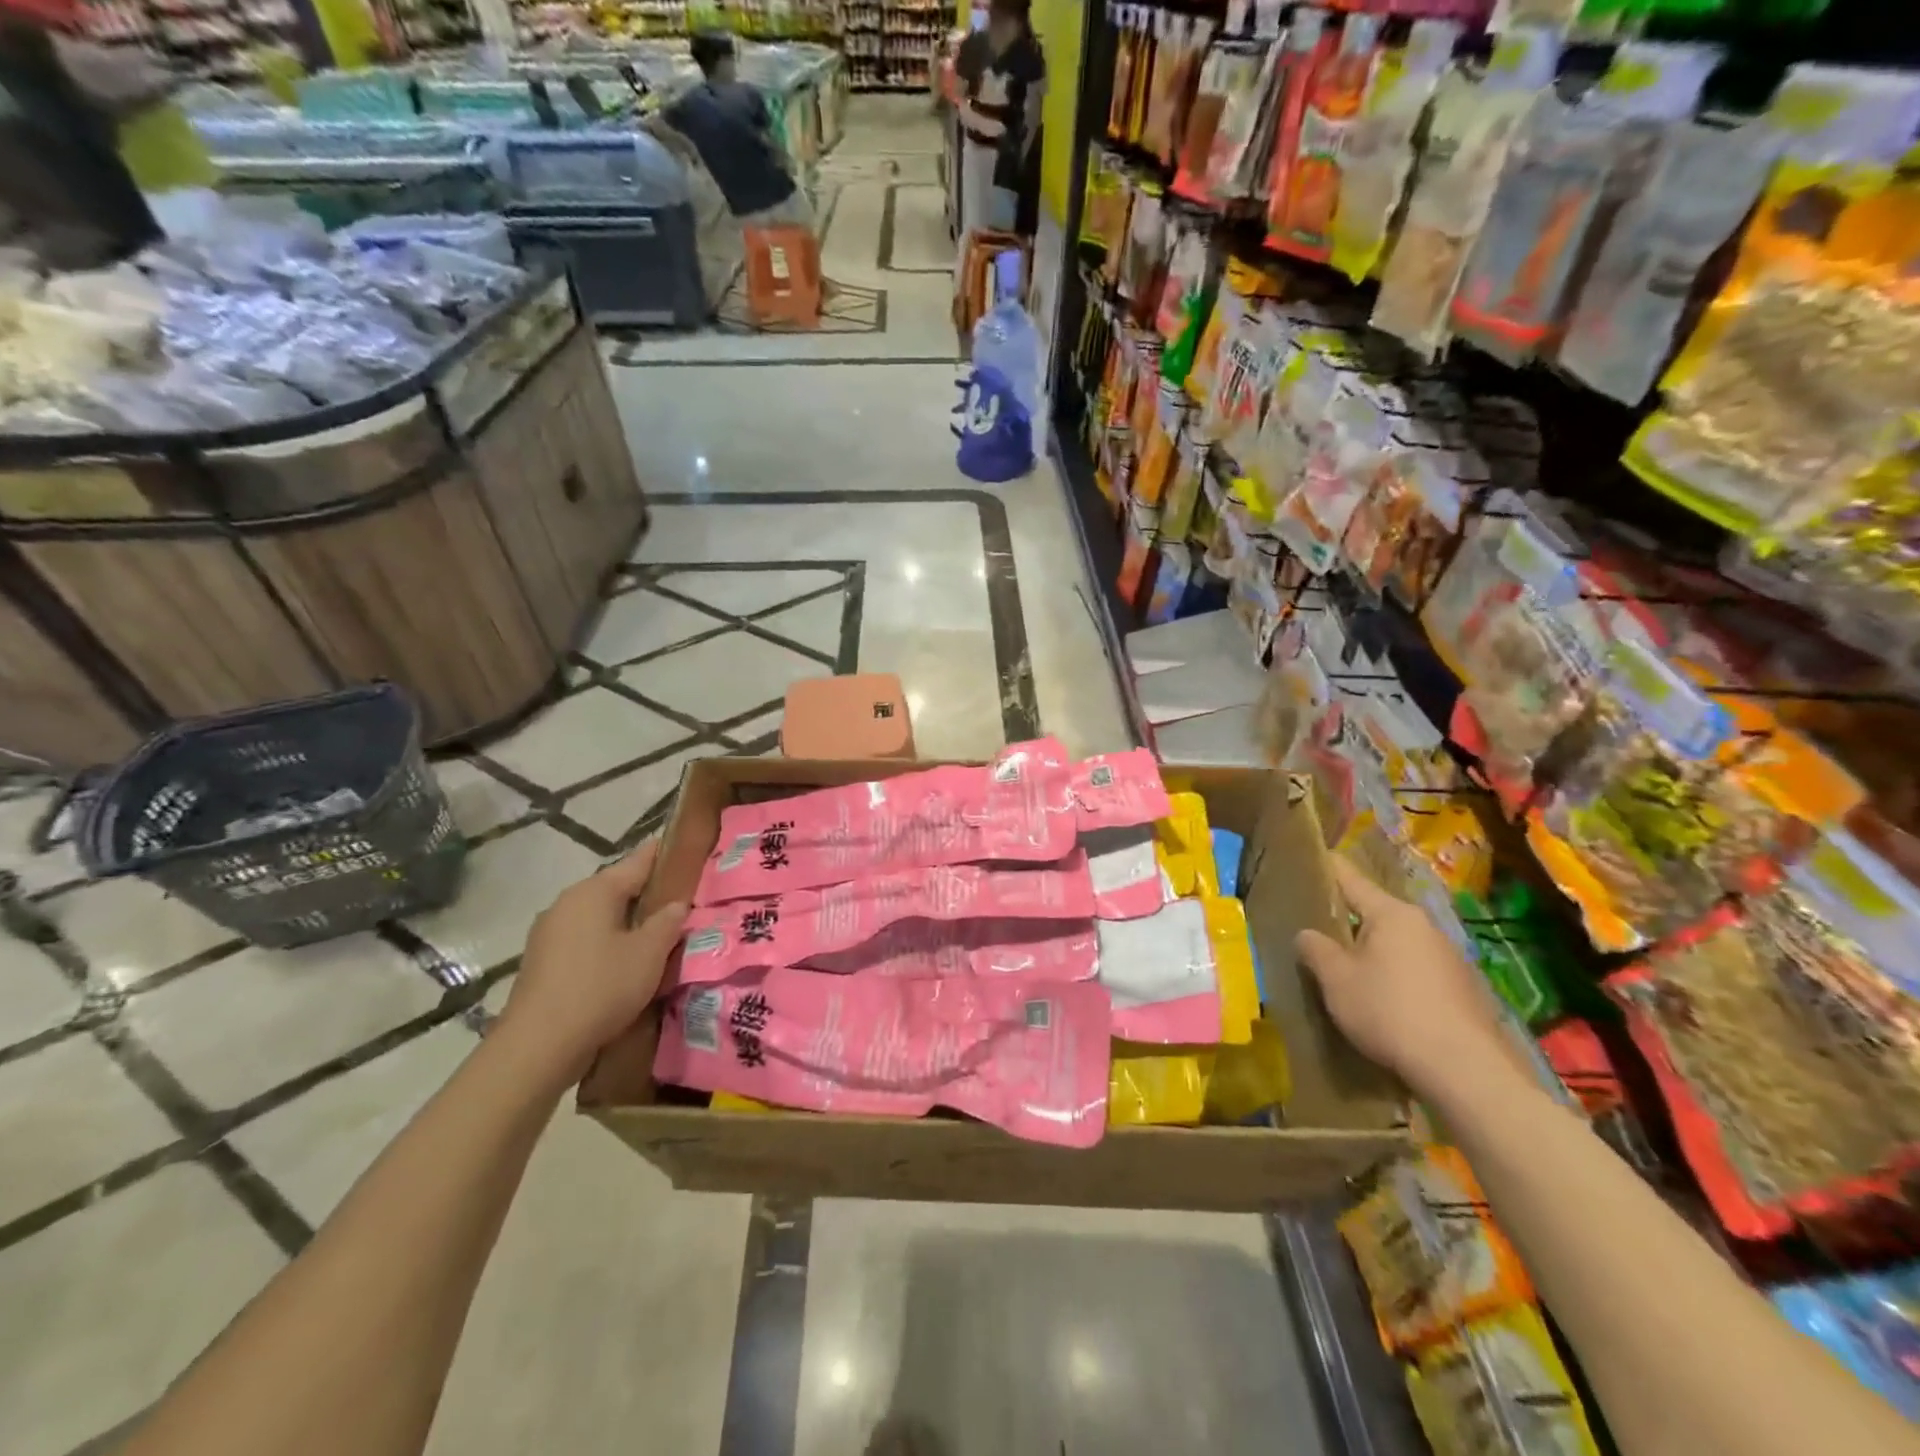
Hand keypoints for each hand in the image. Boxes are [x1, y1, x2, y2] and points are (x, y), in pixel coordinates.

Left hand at [496, 841, 688, 1089]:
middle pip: (616, 887)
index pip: (638, 860)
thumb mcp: (649, 953)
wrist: (538, 1045)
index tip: (689, 852)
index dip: (665, 855)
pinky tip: (624, 962)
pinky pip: (584, 938)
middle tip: (681, 903)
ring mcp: (549, 931)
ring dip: (626, 921)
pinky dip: (607, 942)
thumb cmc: (601, 987)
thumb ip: (668, 922)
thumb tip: (677, 904)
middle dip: (647, 893)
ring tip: (657, 935)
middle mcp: (568, 901)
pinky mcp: (542, 960)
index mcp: (595, 891)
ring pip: (599, 915)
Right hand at [1295, 856, 1511, 1094]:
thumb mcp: (1336, 979)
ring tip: (1347, 972)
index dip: (1326, 869)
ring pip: (1397, 943)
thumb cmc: (1389, 1011)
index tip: (1307, 861)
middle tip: (1317, 932)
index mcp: (1392, 914)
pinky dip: (1396, 976)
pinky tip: (1383, 1002)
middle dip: (1347, 921)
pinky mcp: (1463, 989)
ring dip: (1372, 952)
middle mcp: (1424, 926)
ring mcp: (1449, 957)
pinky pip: (1416, 970)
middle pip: (1375, 912)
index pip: (1350, 878)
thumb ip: (1315, 949)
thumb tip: (1307, 934)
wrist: (1465, 1070)